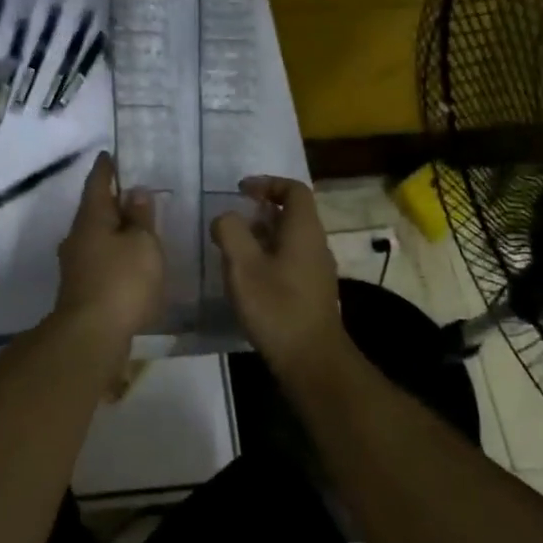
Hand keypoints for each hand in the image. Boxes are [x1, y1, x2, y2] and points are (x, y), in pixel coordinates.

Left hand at [53, 153, 164, 344]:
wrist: (91, 336)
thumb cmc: (122, 281)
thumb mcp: (142, 244)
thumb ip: (140, 217)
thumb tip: (134, 192)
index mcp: (91, 219)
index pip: (98, 184)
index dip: (106, 169)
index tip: (109, 155)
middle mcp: (77, 237)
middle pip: (95, 211)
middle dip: (112, 201)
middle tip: (133, 192)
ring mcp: (76, 265)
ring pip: (96, 237)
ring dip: (114, 231)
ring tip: (137, 228)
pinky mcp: (82, 289)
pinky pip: (100, 260)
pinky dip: (115, 255)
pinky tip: (130, 263)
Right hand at [211, 175, 349, 375]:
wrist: (311, 359)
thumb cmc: (276, 307)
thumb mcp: (243, 265)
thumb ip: (230, 232)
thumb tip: (225, 218)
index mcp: (304, 230)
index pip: (294, 189)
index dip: (268, 183)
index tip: (240, 191)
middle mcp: (316, 244)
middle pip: (292, 213)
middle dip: (261, 210)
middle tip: (232, 219)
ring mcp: (317, 269)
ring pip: (290, 238)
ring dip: (263, 234)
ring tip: (234, 247)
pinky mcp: (312, 291)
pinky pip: (291, 259)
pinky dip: (269, 255)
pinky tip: (248, 276)